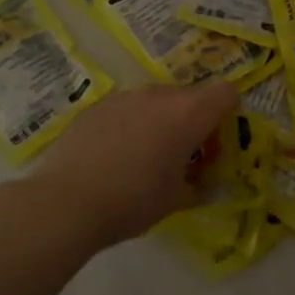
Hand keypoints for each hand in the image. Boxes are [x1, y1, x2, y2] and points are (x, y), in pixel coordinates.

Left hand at [24, 82, 237, 247]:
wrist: (67, 202)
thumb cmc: (133, 201)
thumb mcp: (176, 200)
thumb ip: (196, 185)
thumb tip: (199, 183)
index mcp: (189, 114)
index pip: (226, 93)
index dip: (228, 112)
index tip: (215, 141)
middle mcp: (159, 96)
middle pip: (189, 97)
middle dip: (192, 121)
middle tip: (182, 155)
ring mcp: (124, 97)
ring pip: (155, 102)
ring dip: (159, 121)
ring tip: (143, 157)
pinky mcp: (96, 107)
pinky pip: (125, 110)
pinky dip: (129, 126)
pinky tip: (113, 157)